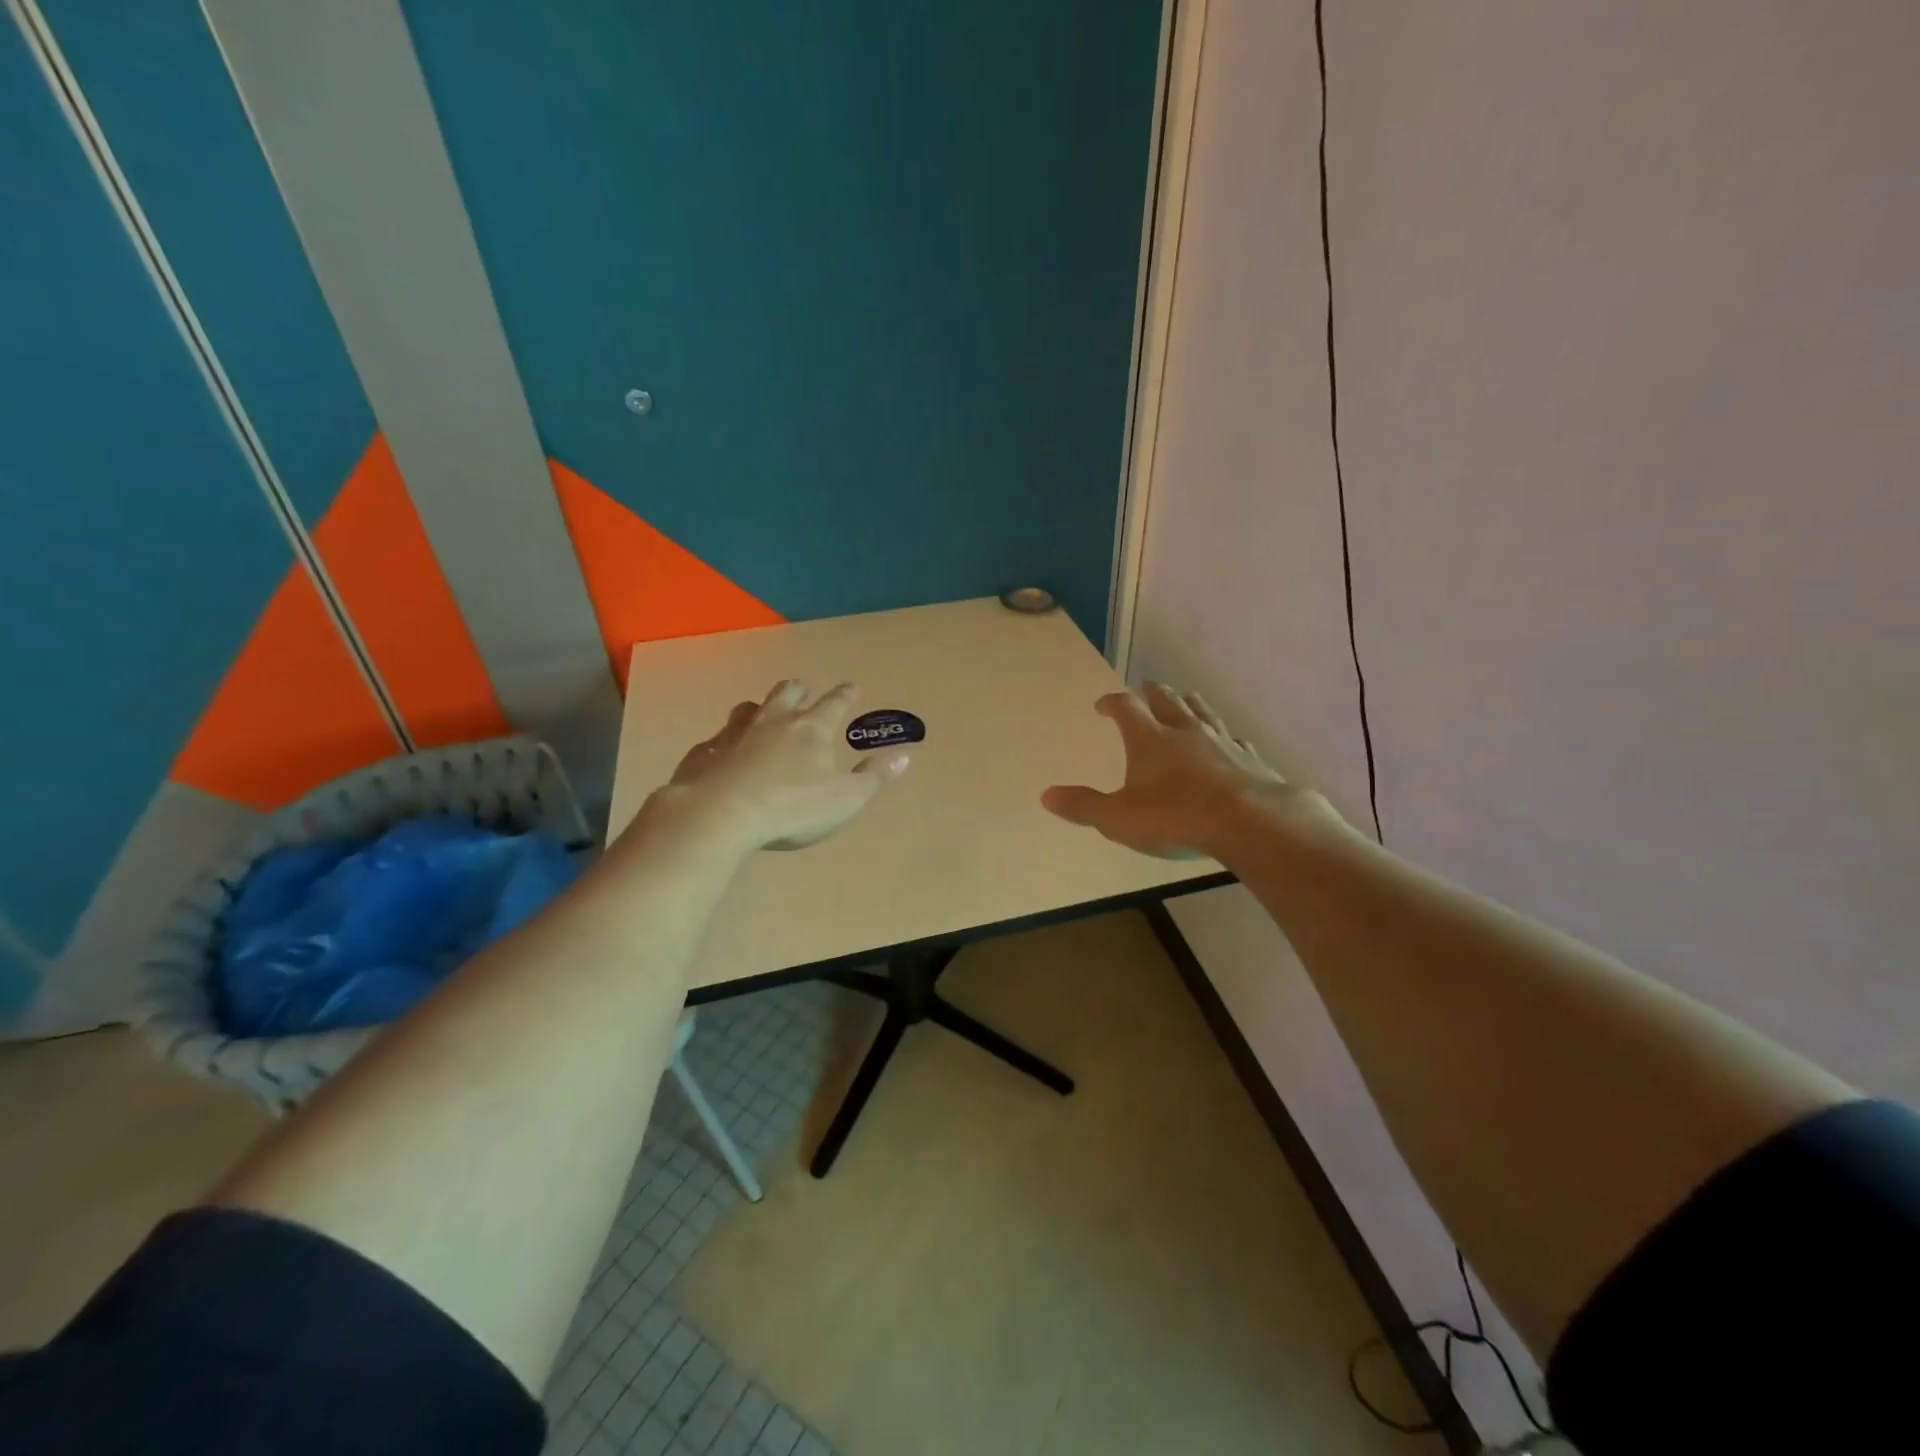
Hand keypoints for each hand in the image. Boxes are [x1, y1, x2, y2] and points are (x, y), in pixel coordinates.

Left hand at [648, 680, 908, 853]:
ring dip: (760, 709)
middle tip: (803, 692)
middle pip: (788, 692)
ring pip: (749, 708)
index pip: (834, 704)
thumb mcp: (845, 799)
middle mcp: (773, 721)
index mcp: (811, 729)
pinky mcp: (705, 752)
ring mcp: (735, 733)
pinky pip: (718, 739)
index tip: (851, 685)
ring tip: (763, 716)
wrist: (718, 815)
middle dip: (799, 689)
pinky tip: (725, 754)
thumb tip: (903, 756)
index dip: (845, 694)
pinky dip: (727, 742)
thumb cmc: (792, 808)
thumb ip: (874, 777)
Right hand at [1041, 683, 1334, 858]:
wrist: (1247, 822)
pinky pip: (1235, 740)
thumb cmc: (1174, 817)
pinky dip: (1227, 737)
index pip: (1125, 709)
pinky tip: (1231, 741)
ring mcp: (1220, 742)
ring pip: (1203, 712)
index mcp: (1149, 739)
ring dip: (1191, 703)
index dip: (1111, 703)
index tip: (1102, 705)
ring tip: (1187, 697)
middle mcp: (1184, 731)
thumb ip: (1083, 806)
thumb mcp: (1118, 818)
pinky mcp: (1248, 759)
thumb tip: (1046, 795)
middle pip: (1167, 700)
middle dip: (1153, 693)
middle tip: (1147, 685)